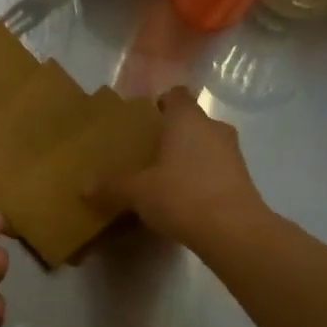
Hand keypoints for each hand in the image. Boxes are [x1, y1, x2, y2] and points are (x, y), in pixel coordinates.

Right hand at [99, 87, 264, 250]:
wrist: (233, 230)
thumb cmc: (181, 195)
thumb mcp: (138, 192)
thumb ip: (112, 186)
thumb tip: (83, 186)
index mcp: (187, 119)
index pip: (175, 95)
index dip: (160, 104)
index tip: (144, 122)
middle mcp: (213, 127)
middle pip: (190, 121)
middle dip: (172, 134)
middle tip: (148, 152)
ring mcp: (232, 152)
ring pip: (205, 144)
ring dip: (189, 156)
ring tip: (165, 177)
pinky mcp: (243, 178)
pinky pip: (216, 168)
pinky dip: (202, 177)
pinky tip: (185, 198)